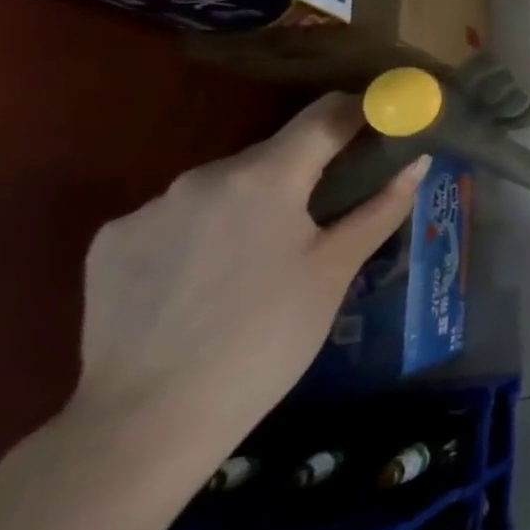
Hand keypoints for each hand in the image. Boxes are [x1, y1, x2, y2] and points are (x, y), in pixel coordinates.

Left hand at [71, 94, 426, 455]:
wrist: (150, 419)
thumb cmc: (268, 336)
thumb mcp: (338, 268)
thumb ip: (382, 206)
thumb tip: (418, 162)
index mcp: (264, 177)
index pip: (326, 115)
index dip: (363, 111)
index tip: (387, 122)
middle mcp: (201, 177)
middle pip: (274, 152)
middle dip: (309, 169)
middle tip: (333, 209)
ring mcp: (148, 209)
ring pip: (225, 185)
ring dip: (258, 200)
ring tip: (268, 257)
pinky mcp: (111, 243)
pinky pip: (178, 215)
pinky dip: (207, 229)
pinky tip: (211, 279)